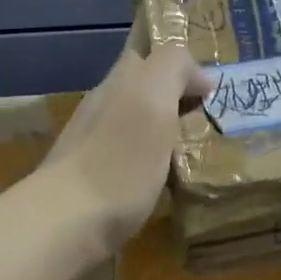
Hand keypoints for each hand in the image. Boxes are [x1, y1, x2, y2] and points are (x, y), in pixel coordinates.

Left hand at [37, 36, 212, 259]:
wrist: (67, 225)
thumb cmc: (119, 160)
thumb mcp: (152, 99)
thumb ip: (173, 68)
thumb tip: (199, 77)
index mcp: (120, 82)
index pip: (149, 54)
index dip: (180, 62)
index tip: (211, 85)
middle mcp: (104, 105)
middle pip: (144, 88)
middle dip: (176, 95)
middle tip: (213, 115)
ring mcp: (96, 143)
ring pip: (139, 122)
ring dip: (168, 128)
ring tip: (202, 147)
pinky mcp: (97, 180)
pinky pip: (134, 155)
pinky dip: (156, 158)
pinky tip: (172, 176)